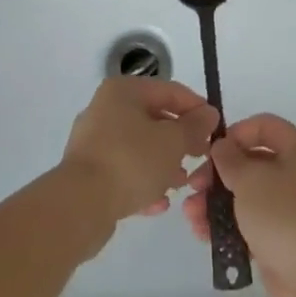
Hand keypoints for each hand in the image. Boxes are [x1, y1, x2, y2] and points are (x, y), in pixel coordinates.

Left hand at [61, 76, 217, 226]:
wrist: (80, 205)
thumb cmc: (131, 161)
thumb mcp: (172, 141)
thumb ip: (194, 126)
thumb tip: (209, 113)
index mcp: (124, 91)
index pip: (169, 91)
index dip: (196, 108)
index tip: (215, 129)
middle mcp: (106, 109)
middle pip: (154, 119)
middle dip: (180, 140)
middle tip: (201, 157)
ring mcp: (95, 141)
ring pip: (140, 147)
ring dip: (164, 164)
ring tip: (183, 183)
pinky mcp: (89, 172)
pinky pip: (124, 170)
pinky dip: (143, 182)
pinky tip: (159, 202)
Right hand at [184, 113, 295, 296]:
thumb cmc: (286, 217)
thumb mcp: (252, 180)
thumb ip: (231, 160)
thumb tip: (223, 147)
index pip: (264, 126)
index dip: (235, 133)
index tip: (210, 151)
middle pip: (252, 163)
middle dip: (218, 174)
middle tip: (193, 186)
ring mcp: (291, 210)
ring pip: (247, 197)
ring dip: (216, 202)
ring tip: (191, 216)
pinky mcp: (282, 242)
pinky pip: (250, 226)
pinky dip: (228, 227)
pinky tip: (203, 235)